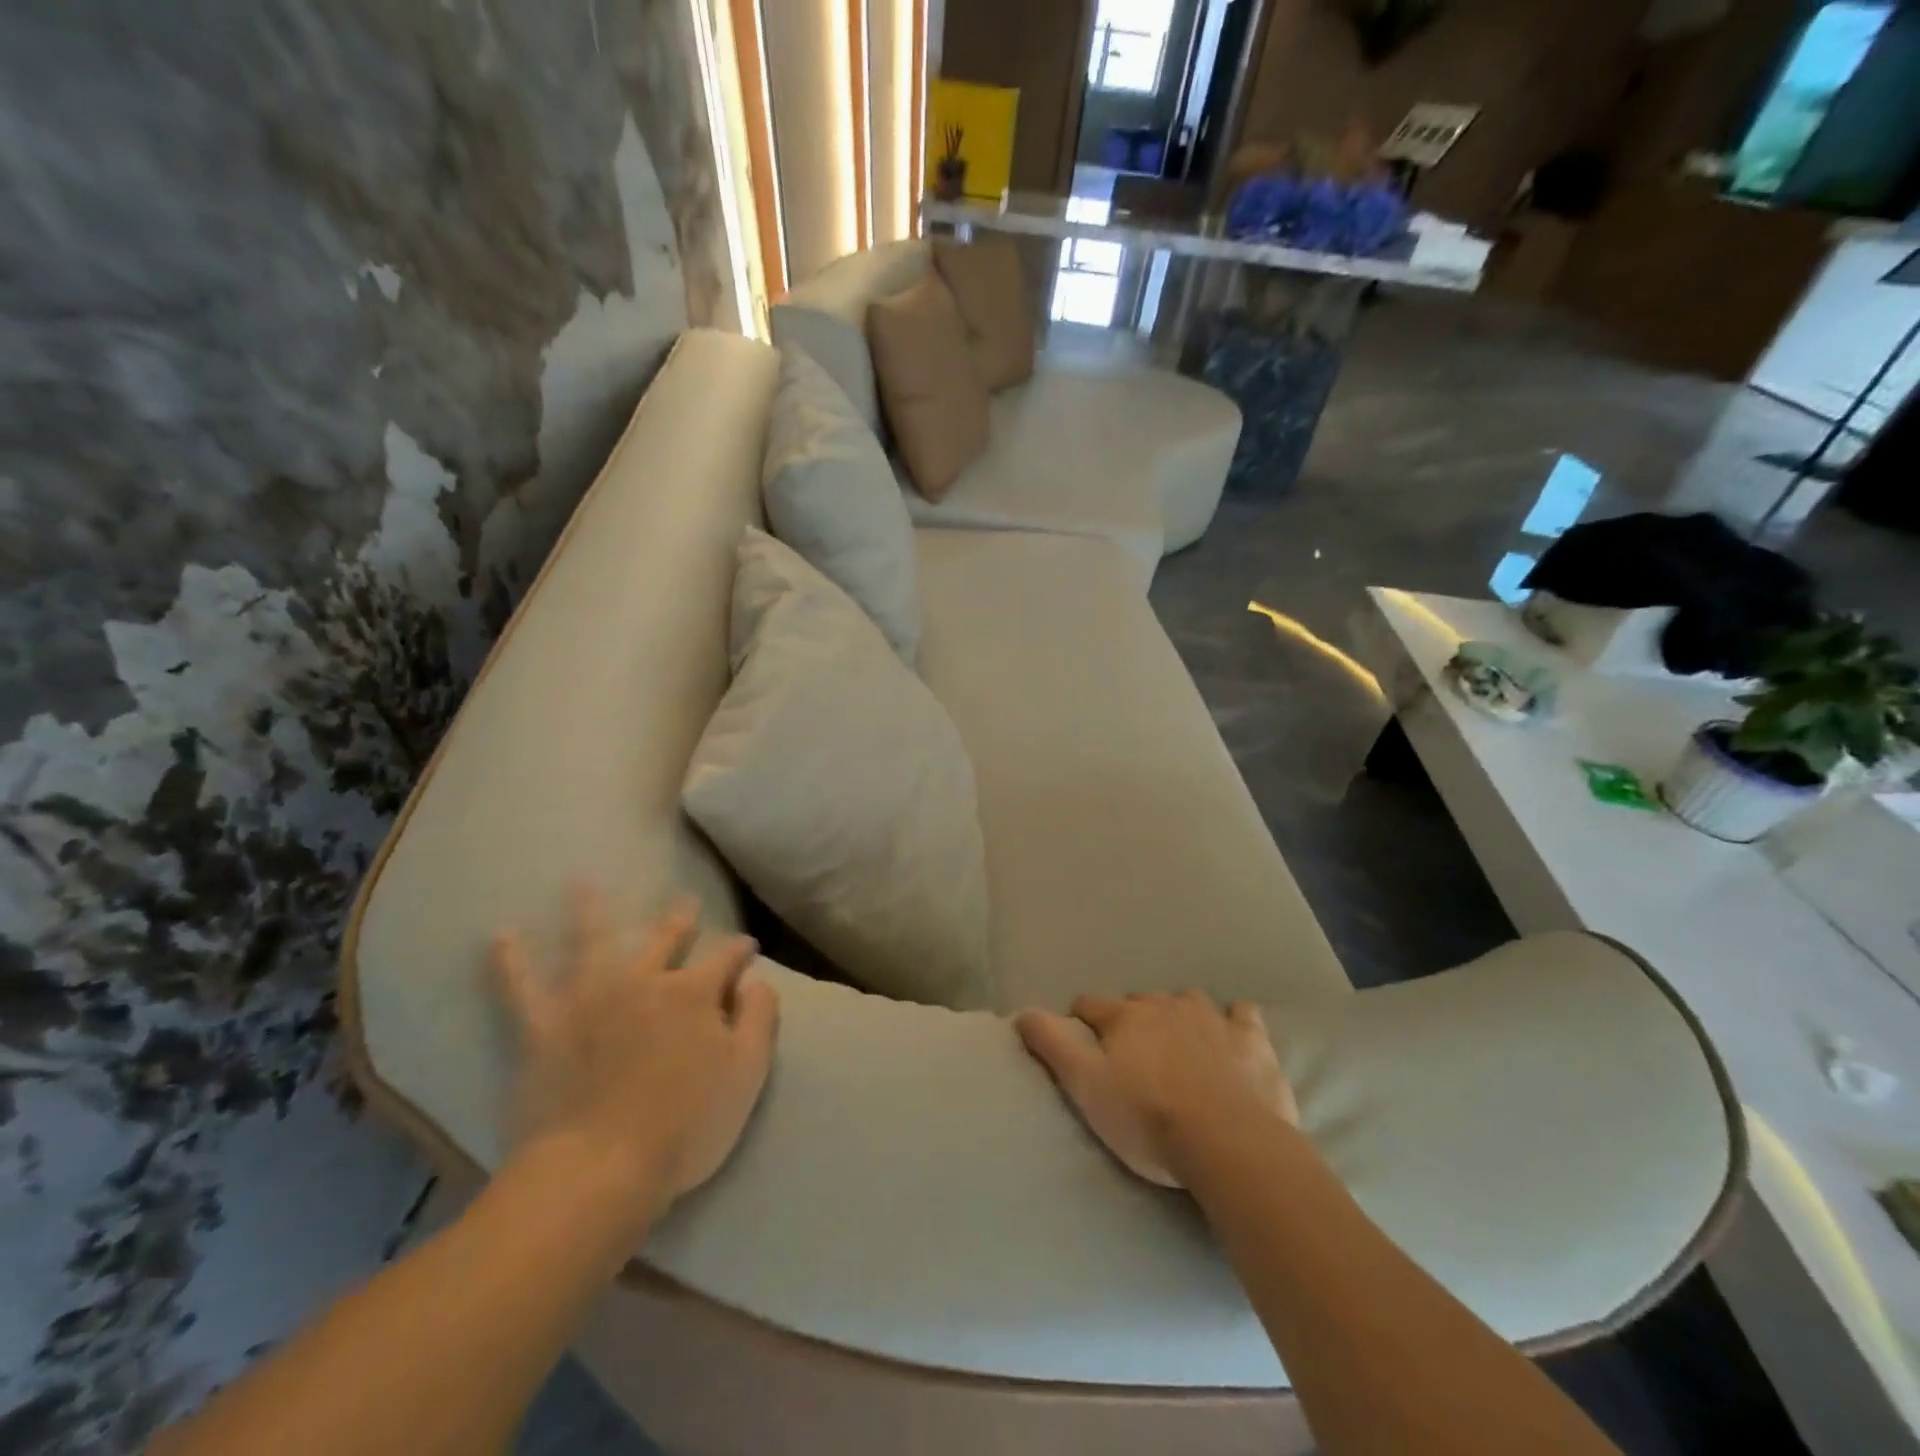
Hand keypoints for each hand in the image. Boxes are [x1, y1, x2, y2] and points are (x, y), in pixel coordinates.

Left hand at [492, 884, 778, 1219]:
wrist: (599, 1170)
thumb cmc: (686, 1125)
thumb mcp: (747, 1072)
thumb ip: (759, 1017)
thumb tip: (756, 979)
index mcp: (693, 993)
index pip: (725, 960)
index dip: (739, 952)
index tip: (748, 949)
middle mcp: (643, 982)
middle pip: (664, 941)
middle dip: (680, 920)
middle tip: (687, 902)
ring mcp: (590, 1000)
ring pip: (592, 944)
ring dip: (590, 911)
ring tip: (582, 883)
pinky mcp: (545, 1029)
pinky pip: (522, 990)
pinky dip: (512, 963)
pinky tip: (502, 938)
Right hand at [1015, 992, 1295, 1187]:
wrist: (1229, 1142)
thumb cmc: (1148, 1118)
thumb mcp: (1086, 1086)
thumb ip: (1052, 1045)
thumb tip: (1022, 1011)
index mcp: (1125, 1018)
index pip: (1091, 1005)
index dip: (1082, 1018)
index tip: (1081, 1037)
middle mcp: (1165, 1006)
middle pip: (1140, 1002)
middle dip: (1132, 1019)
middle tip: (1133, 1053)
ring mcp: (1212, 1019)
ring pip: (1188, 1002)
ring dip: (1179, 1015)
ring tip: (1179, 1043)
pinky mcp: (1251, 1039)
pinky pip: (1241, 1015)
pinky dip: (1233, 1021)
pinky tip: (1232, 1035)